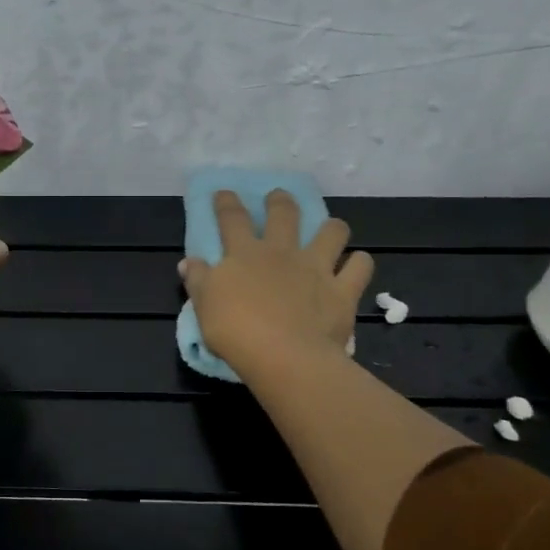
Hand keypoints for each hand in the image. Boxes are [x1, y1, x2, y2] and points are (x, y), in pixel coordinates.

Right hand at [180, 190, 373, 375]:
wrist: (284, 356)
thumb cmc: (236, 331)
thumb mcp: (204, 307)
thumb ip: (198, 281)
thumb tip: (189, 262)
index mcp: (244, 254)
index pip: (232, 219)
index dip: (226, 203)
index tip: (224, 193)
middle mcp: (282, 252)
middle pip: (284, 214)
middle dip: (280, 201)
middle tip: (278, 198)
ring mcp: (316, 268)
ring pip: (332, 232)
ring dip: (331, 227)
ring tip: (330, 230)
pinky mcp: (343, 290)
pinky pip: (360, 267)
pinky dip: (359, 263)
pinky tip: (355, 266)